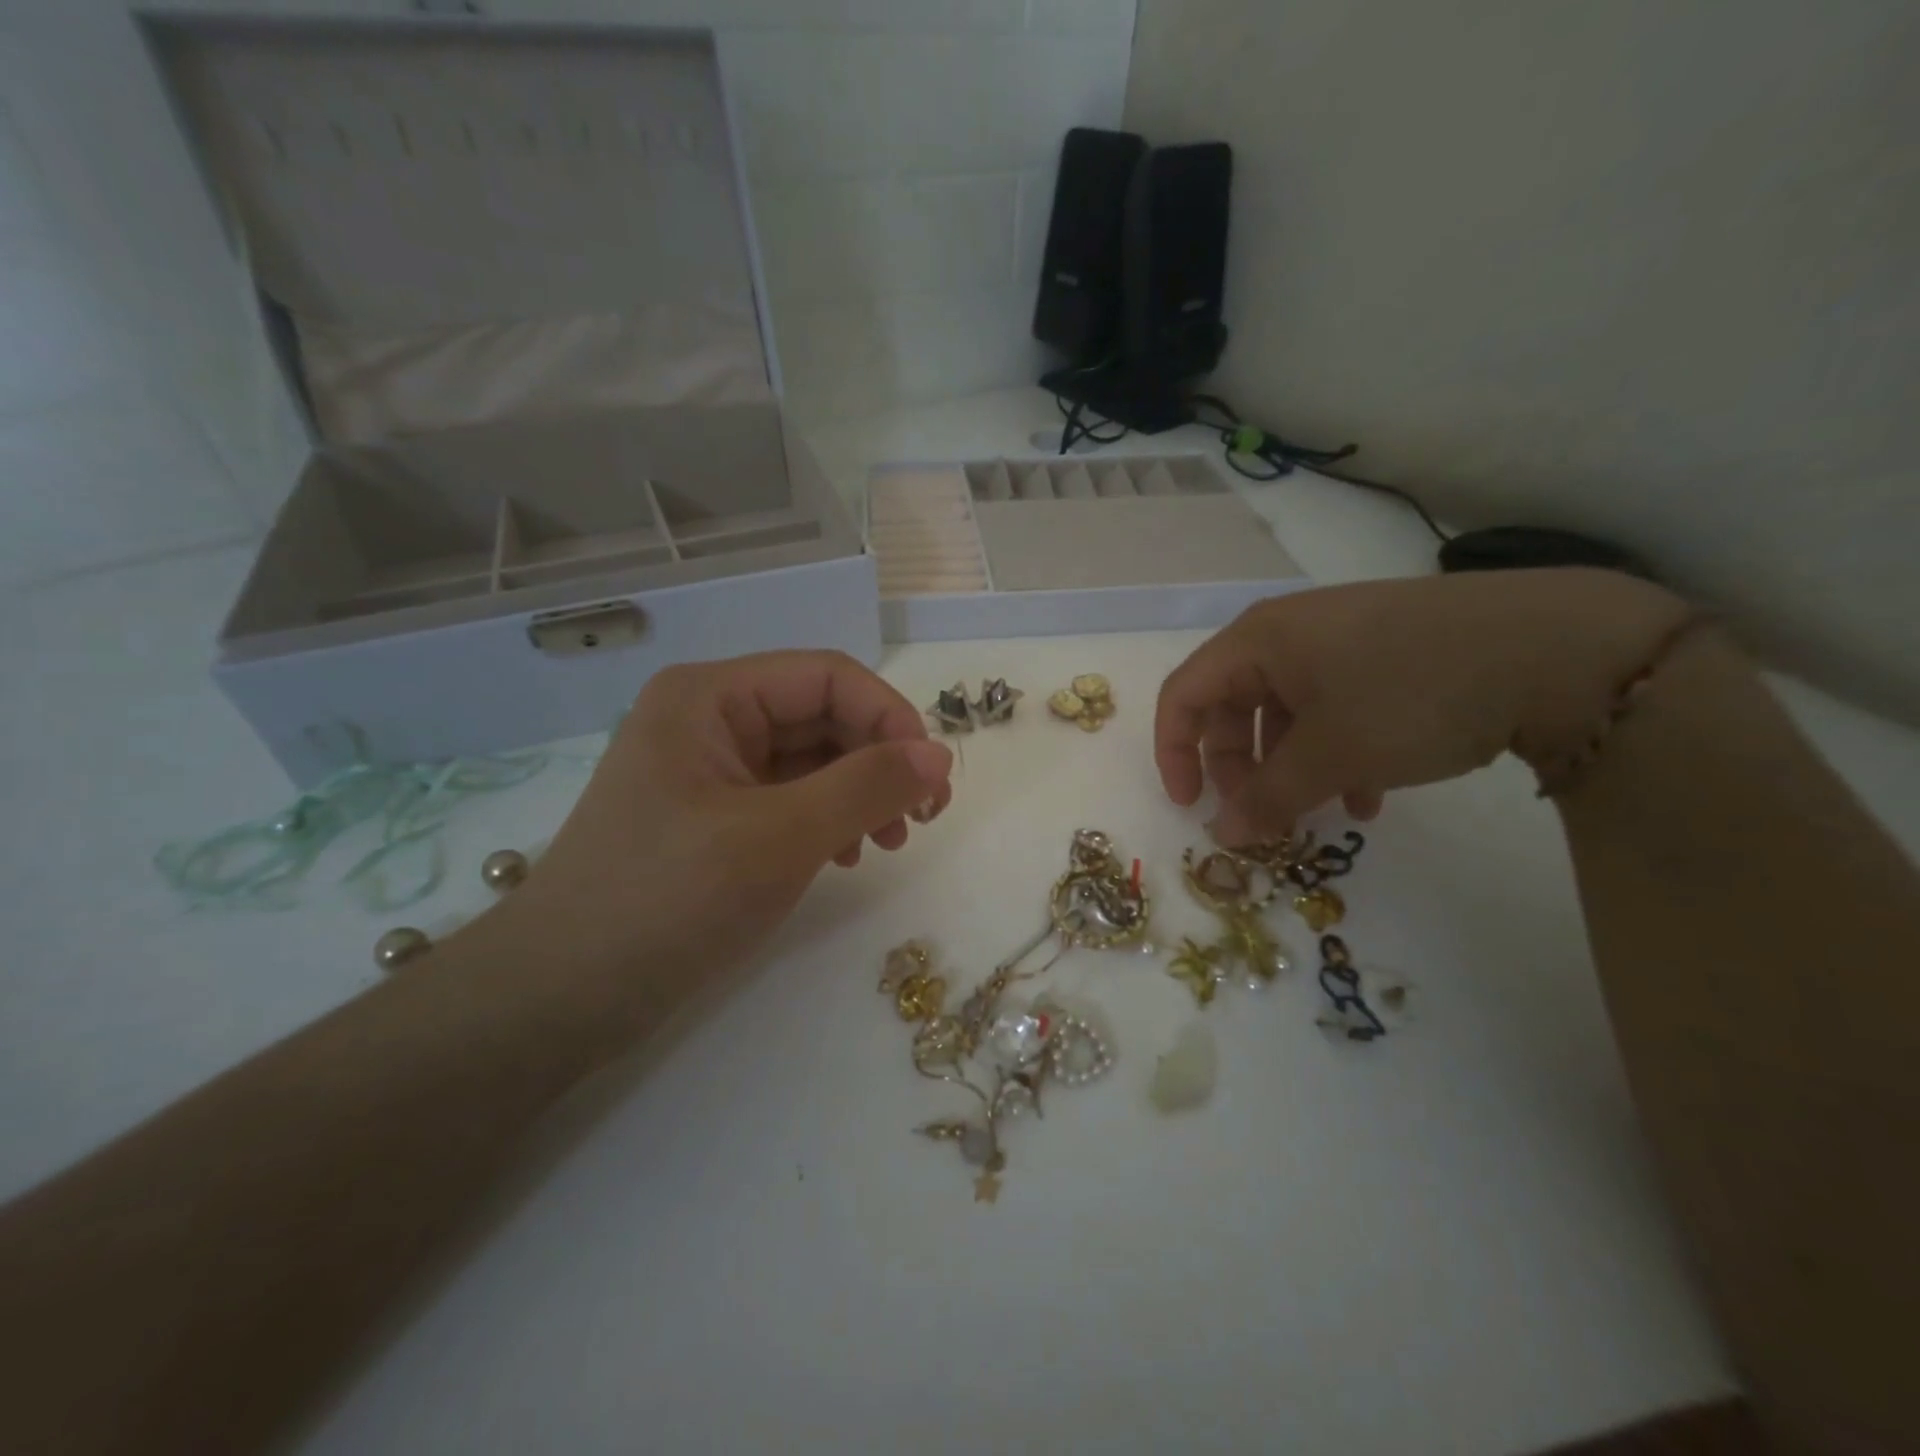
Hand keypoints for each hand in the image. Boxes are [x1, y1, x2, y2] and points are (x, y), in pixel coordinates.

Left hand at [501, 651, 953, 1011]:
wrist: (557, 1000)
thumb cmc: (665, 901)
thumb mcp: (779, 838)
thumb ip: (866, 787)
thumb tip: (939, 755)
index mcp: (711, 697)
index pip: (828, 677)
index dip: (890, 718)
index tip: (932, 780)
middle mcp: (709, 720)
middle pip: (822, 716)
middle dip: (878, 761)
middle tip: (922, 820)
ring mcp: (709, 771)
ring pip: (811, 760)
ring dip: (860, 794)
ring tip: (887, 845)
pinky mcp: (712, 817)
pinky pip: (789, 799)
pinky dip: (828, 821)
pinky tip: (845, 858)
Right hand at [1154, 569, 1689, 843]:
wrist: (1558, 647)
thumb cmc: (1412, 694)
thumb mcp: (1331, 754)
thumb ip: (1267, 798)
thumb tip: (1222, 835)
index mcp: (1258, 641)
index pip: (1184, 695)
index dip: (1174, 753)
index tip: (1192, 805)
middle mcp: (1288, 634)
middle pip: (1233, 707)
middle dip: (1241, 769)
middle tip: (1263, 818)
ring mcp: (1340, 641)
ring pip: (1286, 714)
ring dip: (1292, 770)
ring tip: (1326, 814)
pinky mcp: (1384, 654)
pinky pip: (1334, 708)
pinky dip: (1336, 753)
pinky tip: (1373, 795)